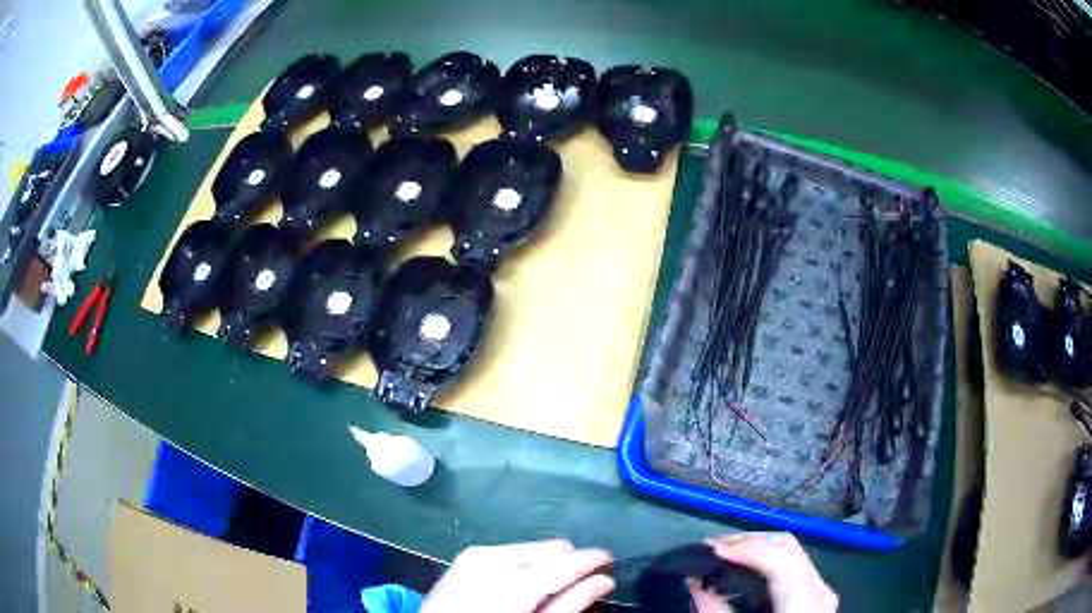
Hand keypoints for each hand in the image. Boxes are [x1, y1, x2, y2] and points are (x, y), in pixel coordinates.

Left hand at [421, 540, 614, 612]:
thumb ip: (570, 605)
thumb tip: (604, 580)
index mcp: (511, 581)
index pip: (566, 560)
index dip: (594, 559)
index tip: (611, 562)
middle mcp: (492, 558)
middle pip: (551, 548)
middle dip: (568, 564)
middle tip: (577, 586)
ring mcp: (474, 556)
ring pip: (531, 548)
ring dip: (546, 564)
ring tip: (548, 590)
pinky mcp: (464, 559)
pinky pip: (508, 552)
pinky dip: (524, 564)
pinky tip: (522, 584)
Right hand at [688, 533, 837, 612]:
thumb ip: (718, 612)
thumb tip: (693, 584)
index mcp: (802, 601)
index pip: (779, 555)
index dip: (745, 546)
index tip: (711, 548)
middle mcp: (818, 587)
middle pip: (787, 545)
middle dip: (748, 540)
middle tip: (714, 547)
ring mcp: (822, 589)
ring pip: (792, 550)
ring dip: (759, 546)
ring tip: (727, 553)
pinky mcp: (818, 594)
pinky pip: (795, 564)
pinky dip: (770, 558)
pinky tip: (750, 566)